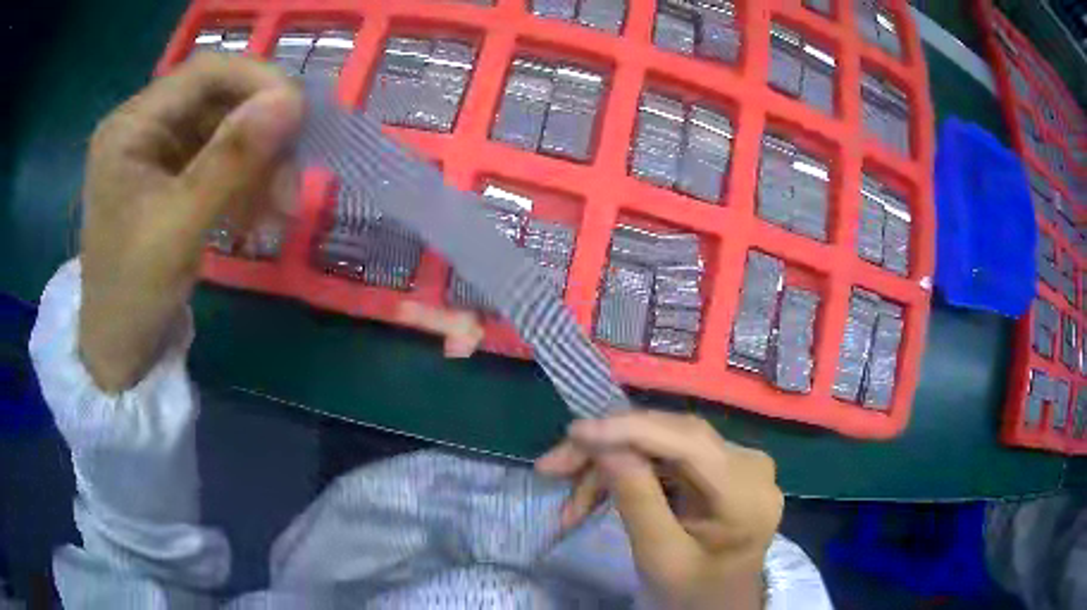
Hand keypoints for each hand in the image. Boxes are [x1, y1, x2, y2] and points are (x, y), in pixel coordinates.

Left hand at [79, 54, 303, 391]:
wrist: (119, 354)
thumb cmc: (133, 295)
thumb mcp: (180, 227)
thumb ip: (232, 160)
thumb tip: (293, 101)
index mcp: (130, 127)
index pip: (204, 73)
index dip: (257, 81)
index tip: (300, 116)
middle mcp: (143, 127)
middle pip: (217, 101)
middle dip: (260, 136)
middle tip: (292, 183)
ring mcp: (157, 153)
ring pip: (224, 132)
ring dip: (259, 166)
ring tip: (279, 212)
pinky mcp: (170, 179)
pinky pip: (219, 163)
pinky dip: (245, 184)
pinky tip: (257, 218)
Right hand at [536, 411, 782, 609]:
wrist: (722, 604)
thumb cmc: (694, 591)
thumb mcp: (660, 557)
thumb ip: (637, 501)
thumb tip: (605, 446)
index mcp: (746, 492)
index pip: (688, 440)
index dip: (629, 430)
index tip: (573, 433)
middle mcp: (750, 463)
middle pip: (671, 437)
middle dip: (608, 449)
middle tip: (553, 467)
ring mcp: (738, 462)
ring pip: (663, 444)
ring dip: (611, 466)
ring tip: (569, 501)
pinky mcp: (722, 466)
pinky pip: (668, 457)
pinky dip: (628, 472)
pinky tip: (596, 494)